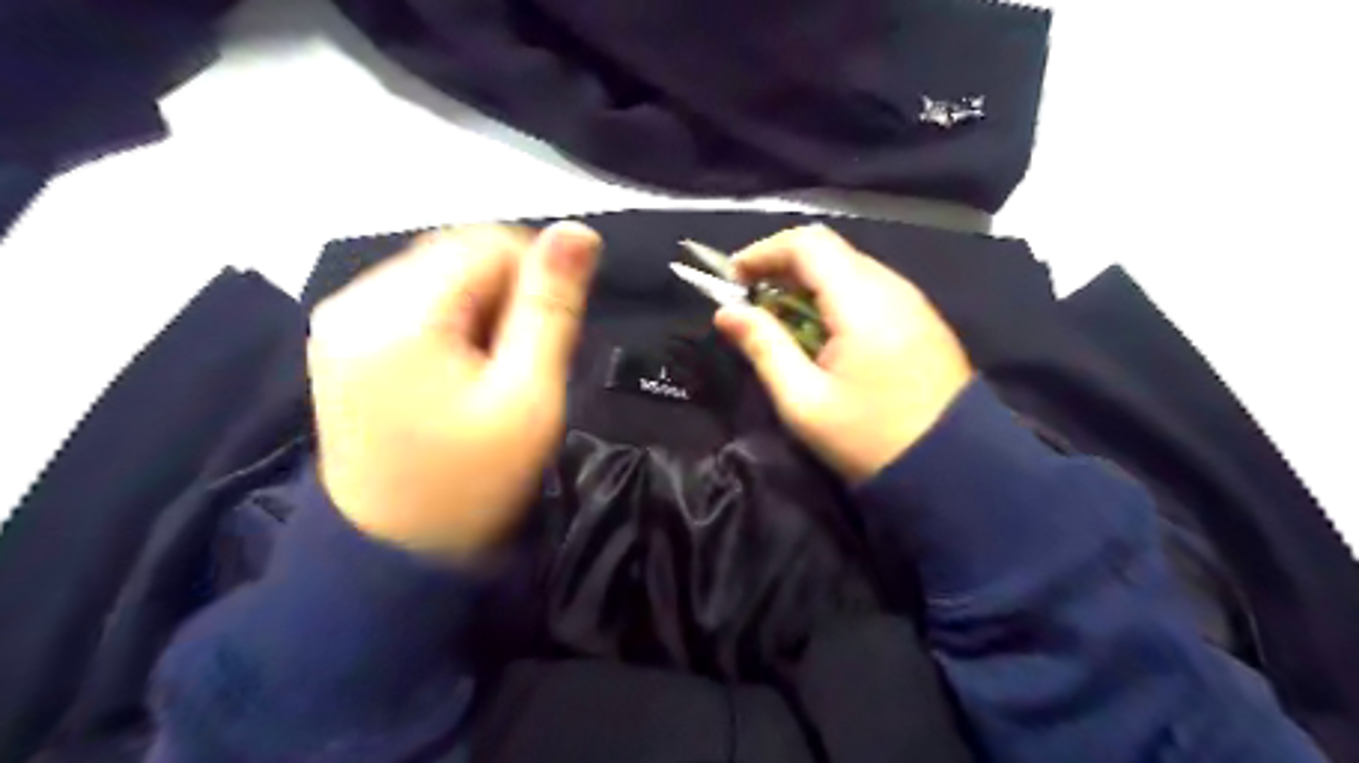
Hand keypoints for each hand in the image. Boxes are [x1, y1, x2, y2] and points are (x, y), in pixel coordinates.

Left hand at [311, 220, 607, 560]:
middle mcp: (355, 299)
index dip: (535, 280)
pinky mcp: (342, 341)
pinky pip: (415, 301)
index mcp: (399, 312)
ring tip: (490, 373)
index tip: (547, 339)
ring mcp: (340, 320)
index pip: (489, 243)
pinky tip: (459, 372)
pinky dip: (451, 323)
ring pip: (440, 275)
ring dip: (481, 310)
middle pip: (459, 254)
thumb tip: (579, 231)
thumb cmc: (472, 481)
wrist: (394, 554)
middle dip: (505, 296)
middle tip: (520, 363)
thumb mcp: (529, 395)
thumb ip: (553, 307)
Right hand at [716, 225, 972, 482]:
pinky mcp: (921, 319)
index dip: (764, 252)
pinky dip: (835, 297)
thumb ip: (763, 347)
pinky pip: (870, 289)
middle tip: (751, 301)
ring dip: (808, 283)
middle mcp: (891, 287)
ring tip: (780, 319)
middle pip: (829, 251)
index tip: (733, 278)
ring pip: (850, 268)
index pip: (807, 244)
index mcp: (862, 302)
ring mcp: (912, 302)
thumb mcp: (803, 401)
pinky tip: (821, 333)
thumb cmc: (870, 439)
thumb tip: (726, 312)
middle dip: (782, 267)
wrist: (955, 470)